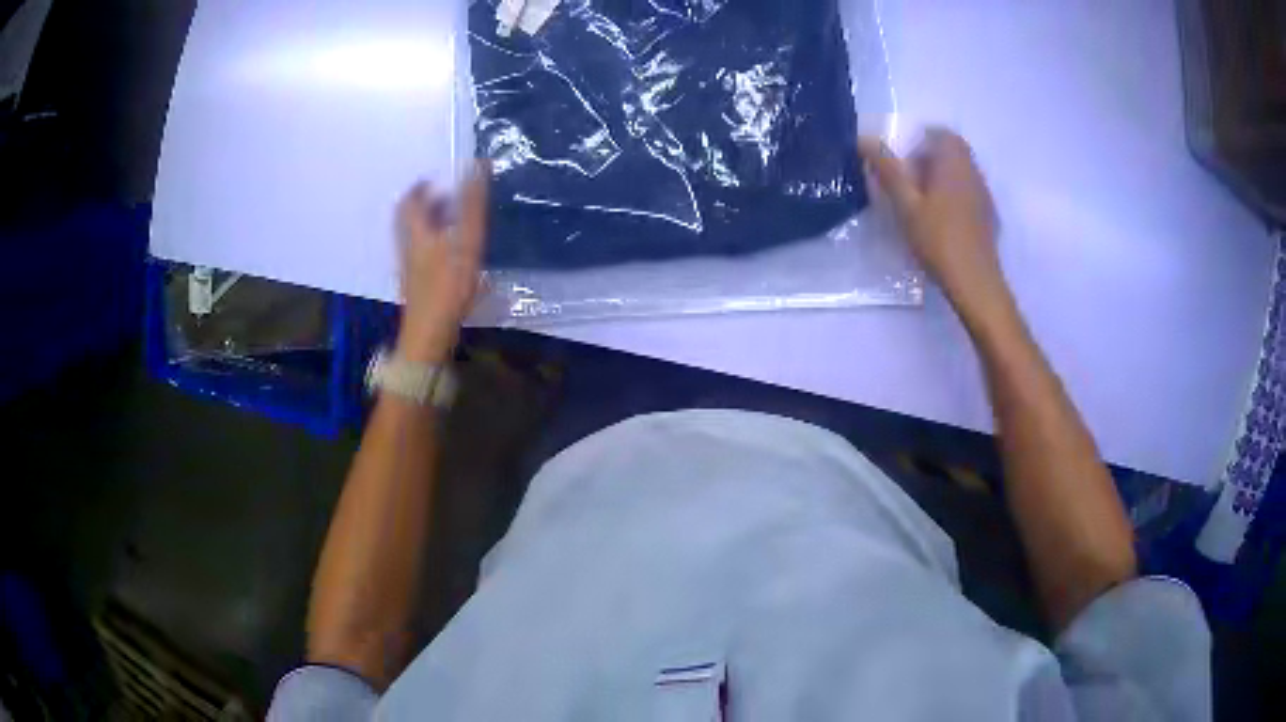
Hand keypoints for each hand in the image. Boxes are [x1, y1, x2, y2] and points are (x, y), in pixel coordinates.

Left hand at [395, 161, 489, 363]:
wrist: (428, 335)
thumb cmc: (447, 286)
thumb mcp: (465, 241)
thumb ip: (472, 203)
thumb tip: (478, 163)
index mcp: (416, 233)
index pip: (410, 203)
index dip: (420, 188)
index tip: (433, 180)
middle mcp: (408, 247)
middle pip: (409, 221)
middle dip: (425, 207)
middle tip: (444, 200)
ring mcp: (410, 269)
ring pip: (414, 239)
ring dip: (429, 226)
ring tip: (451, 224)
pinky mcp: (416, 287)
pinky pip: (420, 256)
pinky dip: (433, 246)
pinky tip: (450, 255)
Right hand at [858, 129, 1006, 314]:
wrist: (975, 282)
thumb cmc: (938, 239)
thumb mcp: (906, 204)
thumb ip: (887, 170)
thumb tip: (864, 139)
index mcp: (954, 163)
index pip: (942, 133)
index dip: (921, 140)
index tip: (904, 160)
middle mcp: (973, 172)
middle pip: (953, 151)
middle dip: (930, 158)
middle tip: (909, 180)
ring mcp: (984, 195)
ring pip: (962, 172)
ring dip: (942, 177)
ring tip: (922, 203)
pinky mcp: (988, 216)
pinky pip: (969, 192)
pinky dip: (954, 196)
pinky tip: (941, 221)